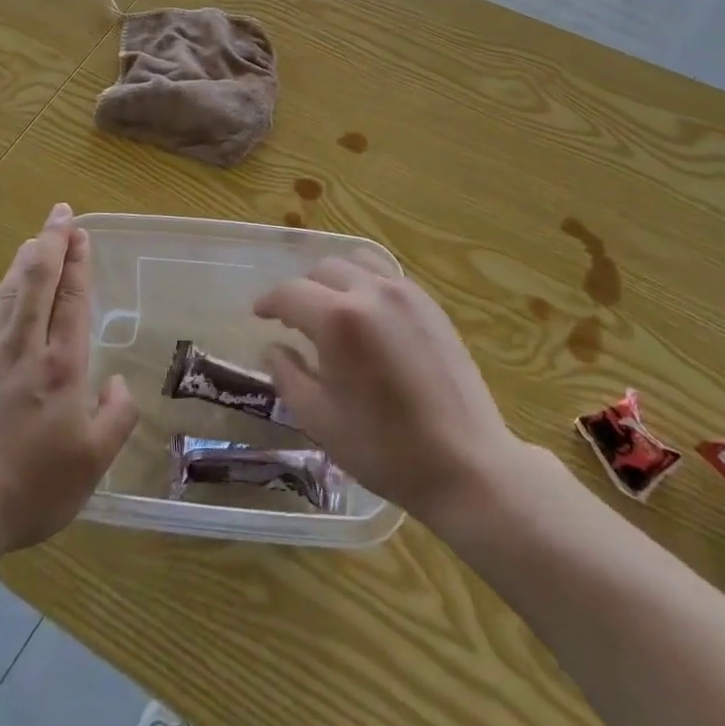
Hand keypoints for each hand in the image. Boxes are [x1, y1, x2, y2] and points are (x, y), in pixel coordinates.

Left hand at [0, 203, 138, 557]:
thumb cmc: (29, 489)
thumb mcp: (91, 463)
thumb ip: (116, 417)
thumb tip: (118, 383)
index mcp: (61, 365)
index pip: (72, 297)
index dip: (77, 260)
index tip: (80, 232)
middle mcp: (22, 347)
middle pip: (37, 279)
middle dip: (52, 241)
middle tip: (60, 213)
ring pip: (7, 291)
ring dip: (24, 261)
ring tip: (35, 241)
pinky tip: (0, 290)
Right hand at [253, 255, 533, 526]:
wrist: (465, 463)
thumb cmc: (385, 449)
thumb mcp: (320, 420)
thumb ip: (288, 376)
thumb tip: (274, 348)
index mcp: (338, 319)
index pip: (290, 292)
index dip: (268, 302)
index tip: (258, 315)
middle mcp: (370, 292)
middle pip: (322, 270)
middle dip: (301, 291)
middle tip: (294, 320)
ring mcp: (405, 293)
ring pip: (356, 262)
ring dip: (334, 279)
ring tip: (330, 310)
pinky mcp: (430, 303)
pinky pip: (386, 275)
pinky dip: (365, 283)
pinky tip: (366, 316)